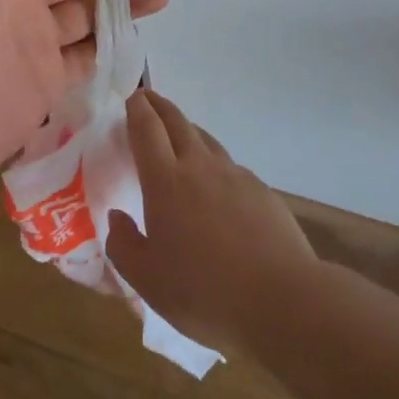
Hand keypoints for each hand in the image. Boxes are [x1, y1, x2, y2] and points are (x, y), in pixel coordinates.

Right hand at [106, 89, 316, 356]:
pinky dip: (214, 162)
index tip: (131, 97)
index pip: (147, 129)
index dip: (137, 109)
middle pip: (177, 122)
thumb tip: (116, 218)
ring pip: (206, 139)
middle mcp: (200, 167)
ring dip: (187, 129)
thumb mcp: (148, 282)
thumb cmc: (205, 292)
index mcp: (166, 181)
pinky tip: (216, 184)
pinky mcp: (261, 191)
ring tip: (178, 135)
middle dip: (160, 106)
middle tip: (148, 100)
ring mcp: (235, 176)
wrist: (282, 301)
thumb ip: (124, 246)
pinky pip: (230, 166)